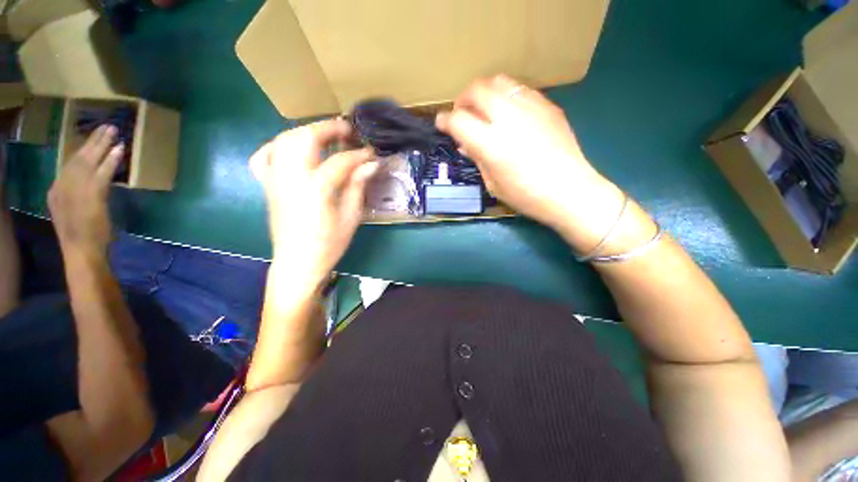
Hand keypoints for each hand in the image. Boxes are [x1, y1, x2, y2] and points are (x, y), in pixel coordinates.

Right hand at [48, 126, 124, 256]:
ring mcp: (77, 188)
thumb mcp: (72, 213)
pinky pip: (103, 172)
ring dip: (102, 144)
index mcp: (56, 190)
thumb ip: (77, 197)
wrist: (80, 249)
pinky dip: (111, 160)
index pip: (69, 164)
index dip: (82, 149)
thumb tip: (89, 186)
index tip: (93, 138)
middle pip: (79, 156)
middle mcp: (63, 184)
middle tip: (106, 127)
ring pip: (90, 159)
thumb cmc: (80, 236)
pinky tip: (119, 149)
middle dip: (93, 140)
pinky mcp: (92, 193)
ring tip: (113, 131)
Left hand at [250, 119, 377, 285]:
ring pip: (284, 140)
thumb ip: (358, 186)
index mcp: (316, 189)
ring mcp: (275, 179)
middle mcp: (291, 178)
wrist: (298, 262)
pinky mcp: (267, 185)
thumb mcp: (351, 217)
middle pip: (304, 138)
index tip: (371, 153)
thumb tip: (371, 164)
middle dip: (328, 128)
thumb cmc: (329, 243)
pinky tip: (293, 149)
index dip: (359, 154)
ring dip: (306, 132)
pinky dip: (279, 145)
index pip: (340, 161)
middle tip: (347, 131)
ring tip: (325, 136)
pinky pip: (265, 155)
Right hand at [437, 75, 625, 249]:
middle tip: (463, 114)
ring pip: (499, 81)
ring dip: (484, 92)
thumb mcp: (493, 184)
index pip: (458, 120)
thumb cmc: (526, 196)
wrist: (569, 191)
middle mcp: (508, 118)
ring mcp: (530, 107)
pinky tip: (509, 113)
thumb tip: (465, 143)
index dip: (445, 120)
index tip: (442, 124)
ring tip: (484, 109)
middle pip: (476, 90)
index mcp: (491, 144)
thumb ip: (477, 158)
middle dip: (463, 99)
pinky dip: (506, 96)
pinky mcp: (548, 105)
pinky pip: (520, 89)